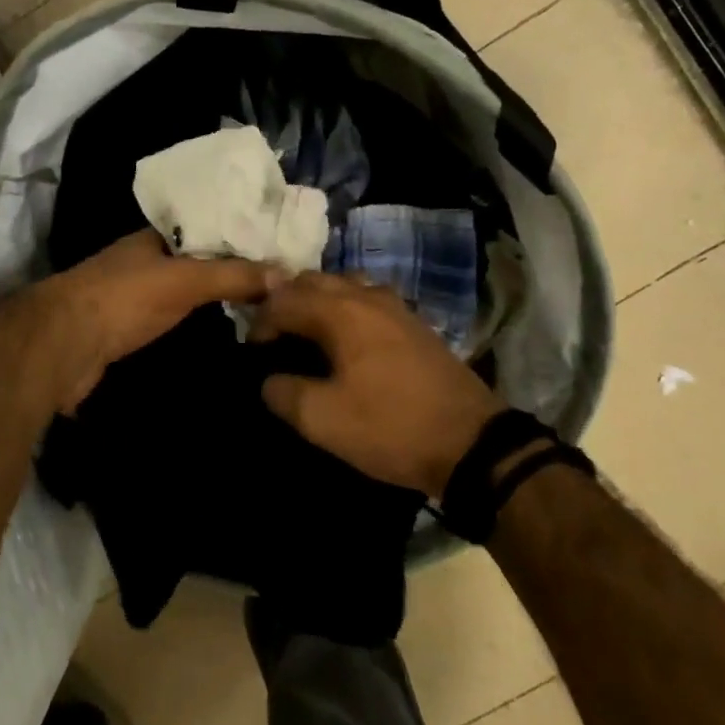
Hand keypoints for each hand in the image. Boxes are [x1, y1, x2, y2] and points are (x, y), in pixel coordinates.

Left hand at [44, 231, 279, 412]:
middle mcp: (143, 260)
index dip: (237, 234)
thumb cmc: (123, 298)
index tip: (274, 247)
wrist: (63, 345)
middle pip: (195, 259)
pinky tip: (220, 329)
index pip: (205, 226)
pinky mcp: (127, 327)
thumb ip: (232, 275)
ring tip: (259, 305)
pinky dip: (195, 319)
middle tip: (276, 281)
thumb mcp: (183, 279)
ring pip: (183, 289)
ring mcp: (133, 294)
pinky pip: (171, 316)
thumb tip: (286, 273)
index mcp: (154, 236)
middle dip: (229, 267)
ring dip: (213, 295)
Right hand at [252, 273, 500, 495]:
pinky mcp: (414, 323)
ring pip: (343, 285)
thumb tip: (269, 379)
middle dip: (286, 302)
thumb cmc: (391, 427)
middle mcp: (366, 296)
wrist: (472, 443)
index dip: (260, 323)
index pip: (284, 299)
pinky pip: (367, 300)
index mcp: (340, 312)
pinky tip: (347, 341)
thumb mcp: (323, 421)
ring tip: (308, 335)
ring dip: (318, 302)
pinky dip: (345, 310)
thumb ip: (283, 392)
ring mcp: (395, 306)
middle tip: (275, 337)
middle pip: (313, 281)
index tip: (252, 353)